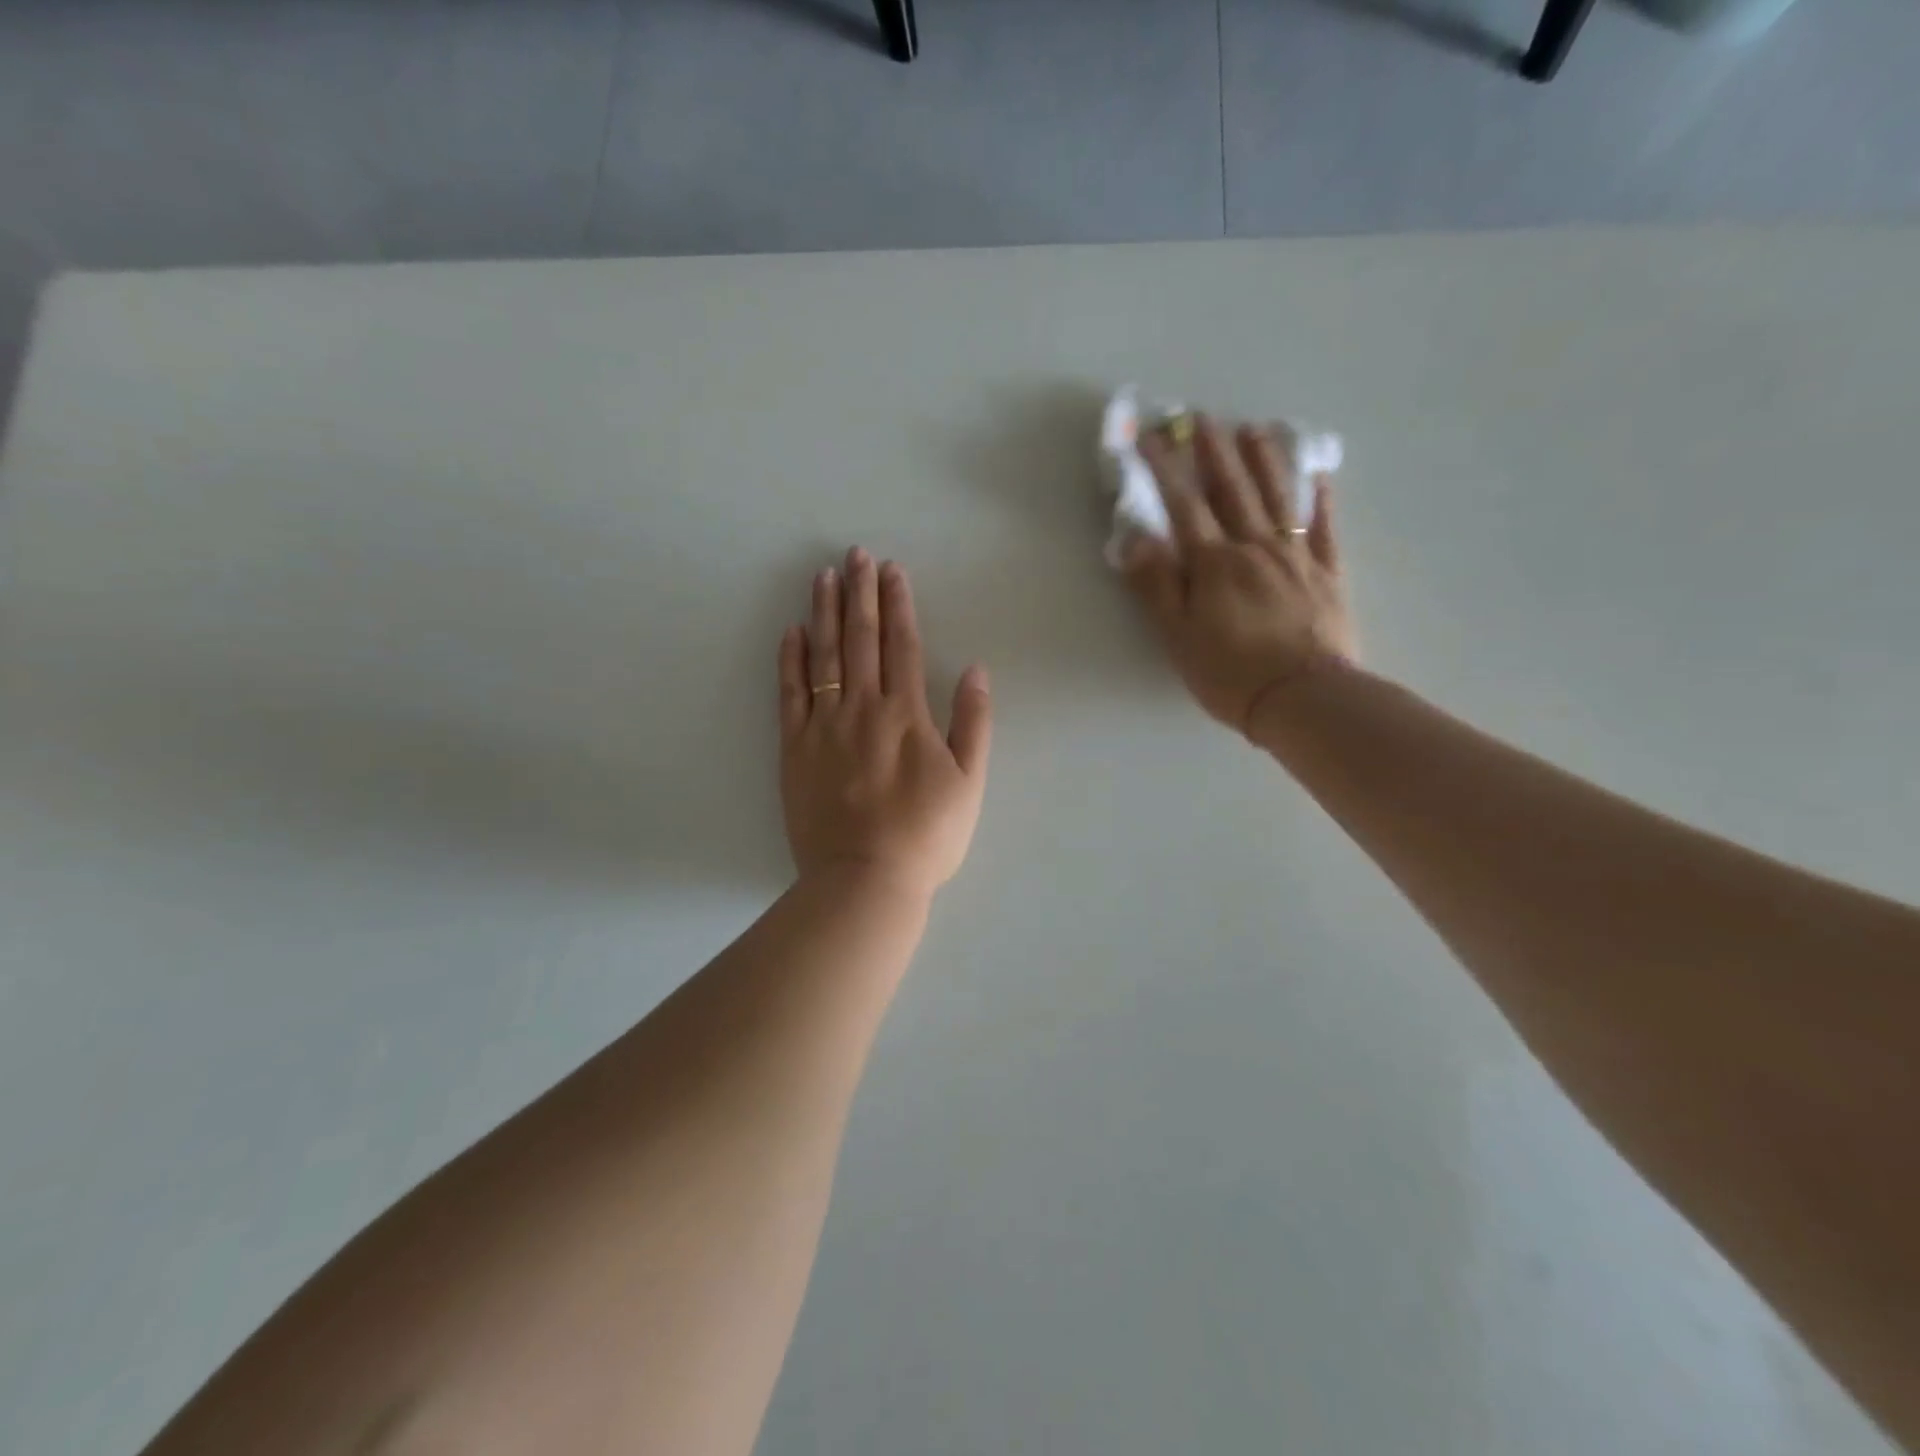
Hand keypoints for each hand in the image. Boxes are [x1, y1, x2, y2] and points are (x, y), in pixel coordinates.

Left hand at [778, 548, 992, 901]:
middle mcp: (863, 708)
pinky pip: (790, 693)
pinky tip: (792, 631)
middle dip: (860, 592)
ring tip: (824, 576)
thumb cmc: (926, 836)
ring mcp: (823, 726)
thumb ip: (973, 723)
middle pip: (861, 639)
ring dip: (825, 612)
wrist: (865, 879)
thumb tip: (975, 670)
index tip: (891, 569)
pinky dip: (790, 660)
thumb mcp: (969, 783)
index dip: (898, 604)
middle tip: (855, 553)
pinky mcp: (794, 748)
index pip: (902, 645)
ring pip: (824, 656)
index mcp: (906, 715)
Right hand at [1123, 414, 1355, 737]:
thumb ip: (1157, 585)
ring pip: (1278, 497)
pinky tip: (1317, 476)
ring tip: (1254, 428)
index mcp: (1214, 564)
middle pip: (1233, 490)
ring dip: (1264, 460)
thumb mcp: (1177, 636)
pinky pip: (1325, 528)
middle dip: (1215, 451)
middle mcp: (1255, 548)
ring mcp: (1297, 557)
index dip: (1167, 469)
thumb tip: (1136, 538)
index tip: (1152, 437)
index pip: (1185, 506)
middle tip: (1203, 417)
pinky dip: (1321, 499)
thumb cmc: (1230, 673)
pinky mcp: (1328, 574)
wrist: (1303, 698)